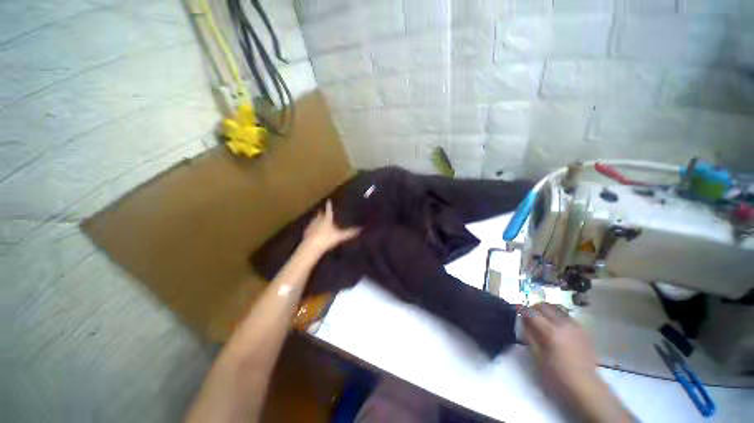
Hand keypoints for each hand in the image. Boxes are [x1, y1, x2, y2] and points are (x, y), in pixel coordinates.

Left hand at [301, 200, 359, 254]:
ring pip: (315, 220)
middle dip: (322, 212)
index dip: (329, 205)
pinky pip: (310, 227)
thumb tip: (360, 229)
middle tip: (324, 212)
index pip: (329, 210)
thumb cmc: (327, 239)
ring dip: (317, 220)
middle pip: (320, 214)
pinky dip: (313, 228)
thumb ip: (349, 232)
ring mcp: (311, 225)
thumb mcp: (340, 236)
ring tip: (320, 221)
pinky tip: (314, 231)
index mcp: (327, 219)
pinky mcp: (306, 232)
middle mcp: (318, 219)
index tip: (329, 200)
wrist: (311, 246)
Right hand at [522, 303, 597, 398]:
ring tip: (542, 317)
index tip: (516, 308)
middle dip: (534, 307)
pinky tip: (556, 325)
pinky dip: (557, 315)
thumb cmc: (557, 374)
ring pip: (557, 308)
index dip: (522, 309)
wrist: (584, 385)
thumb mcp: (537, 356)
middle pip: (545, 306)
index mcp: (550, 331)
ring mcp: (575, 326)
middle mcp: (563, 324)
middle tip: (528, 314)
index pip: (532, 313)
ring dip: (546, 309)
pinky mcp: (582, 330)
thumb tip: (523, 321)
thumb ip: (529, 335)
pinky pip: (567, 315)